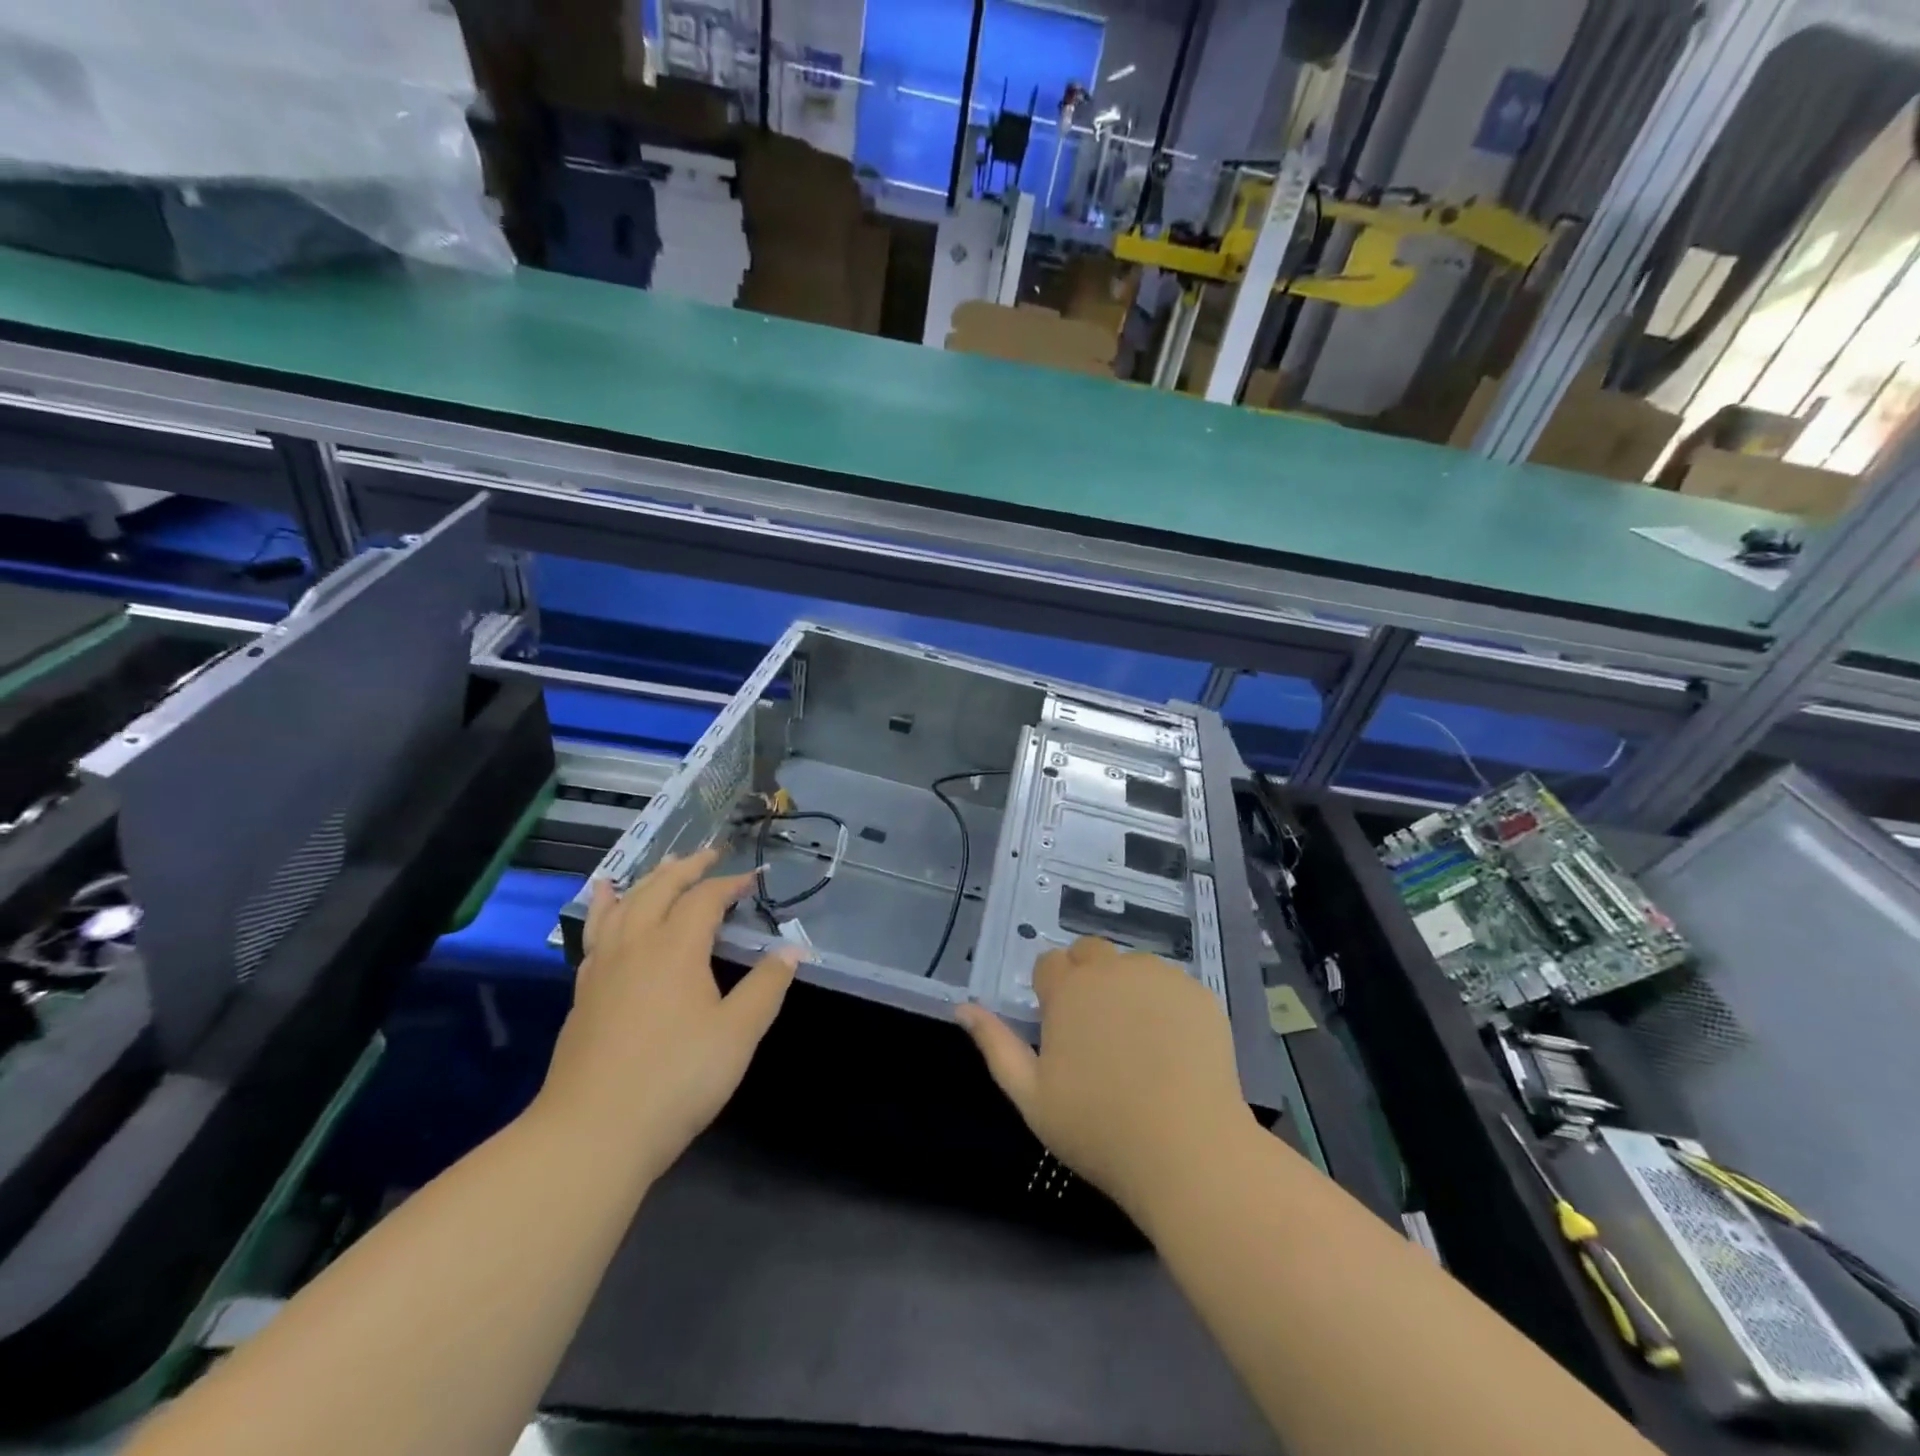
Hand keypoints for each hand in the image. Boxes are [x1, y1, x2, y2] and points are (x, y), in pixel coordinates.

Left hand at [537, 848, 800, 1177]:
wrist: (593, 1133)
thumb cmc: (677, 1079)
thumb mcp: (738, 1034)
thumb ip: (766, 986)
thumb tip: (793, 950)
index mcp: (676, 948)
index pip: (705, 899)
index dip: (731, 884)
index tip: (754, 879)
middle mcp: (636, 945)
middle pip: (660, 889)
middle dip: (687, 868)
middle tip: (708, 855)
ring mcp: (603, 968)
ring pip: (623, 906)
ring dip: (646, 880)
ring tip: (659, 865)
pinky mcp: (583, 993)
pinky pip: (596, 934)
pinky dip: (604, 909)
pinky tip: (606, 908)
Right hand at [956, 938, 1254, 1224]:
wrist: (1188, 1151)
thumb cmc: (1099, 1129)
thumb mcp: (1031, 1096)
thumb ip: (995, 1045)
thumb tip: (963, 1007)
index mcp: (1068, 990)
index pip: (1049, 964)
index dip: (1051, 992)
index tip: (1061, 1028)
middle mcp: (1112, 969)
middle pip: (1090, 953)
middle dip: (1086, 978)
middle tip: (1096, 1030)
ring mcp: (1160, 978)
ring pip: (1132, 966)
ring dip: (1126, 987)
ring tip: (1138, 1041)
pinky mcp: (1199, 994)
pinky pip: (1171, 985)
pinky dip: (1165, 1003)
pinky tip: (1173, 1047)